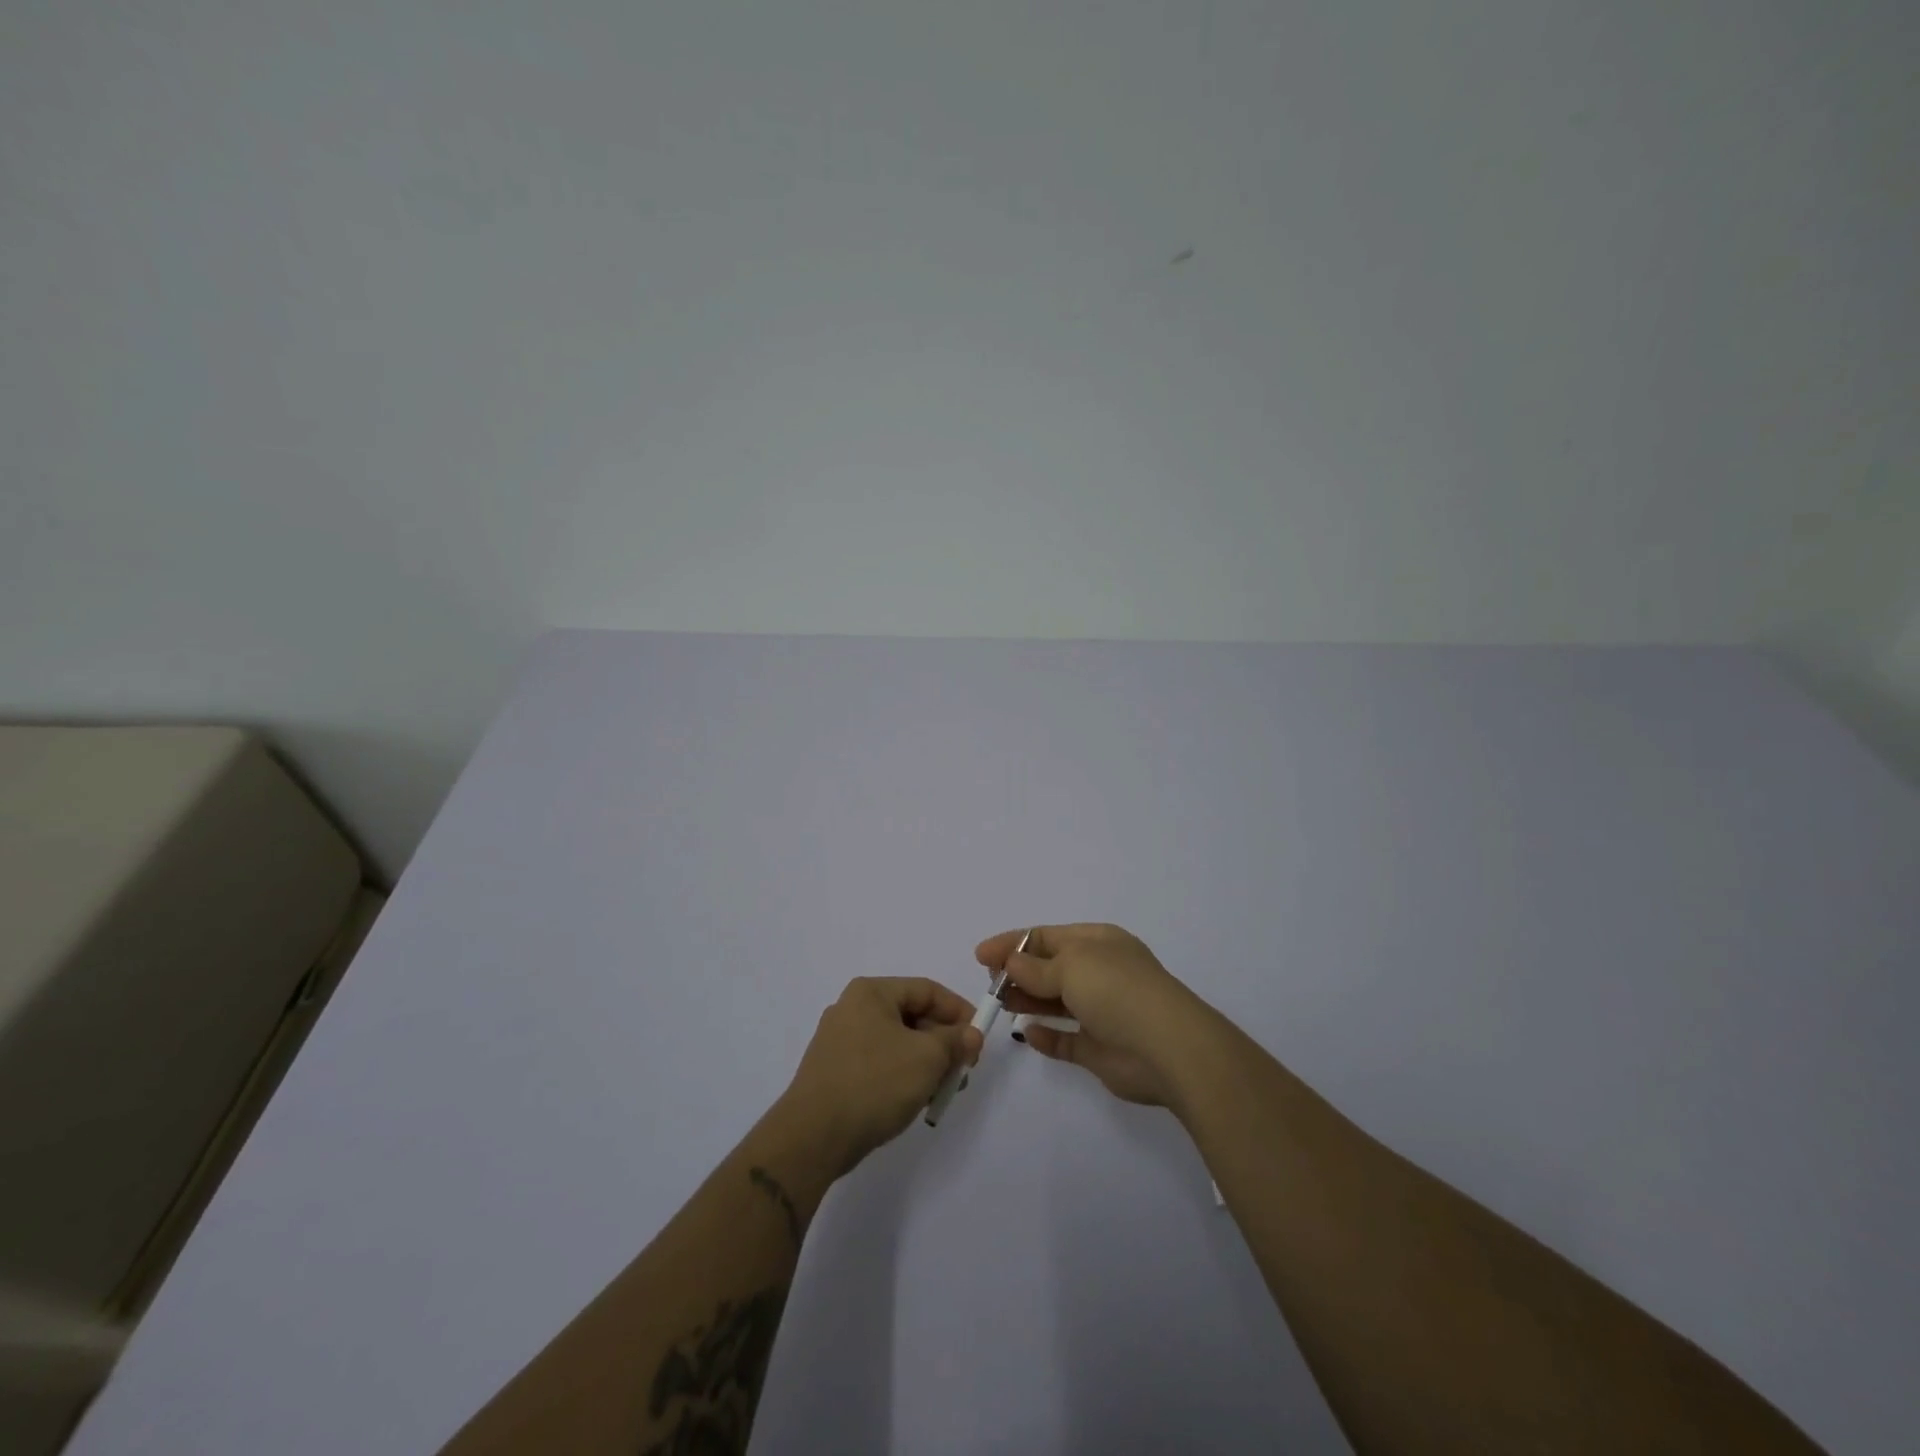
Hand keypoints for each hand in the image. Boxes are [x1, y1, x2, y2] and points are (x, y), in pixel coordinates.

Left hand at [780, 977, 982, 1174]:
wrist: (813, 1137)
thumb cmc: (875, 1083)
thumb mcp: (927, 1058)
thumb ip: (955, 1041)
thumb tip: (970, 1036)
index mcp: (871, 992)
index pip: (927, 990)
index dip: (958, 1011)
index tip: (979, 1038)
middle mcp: (852, 1008)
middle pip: (912, 1016)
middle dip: (943, 1042)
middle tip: (964, 1069)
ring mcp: (839, 1041)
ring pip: (897, 1043)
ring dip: (925, 1062)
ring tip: (942, 1090)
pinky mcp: (833, 1072)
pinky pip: (879, 1063)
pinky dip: (902, 1076)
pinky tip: (915, 1101)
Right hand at [975, 923, 1215, 1107]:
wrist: (1167, 1048)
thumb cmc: (1116, 991)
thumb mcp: (1071, 966)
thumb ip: (1036, 968)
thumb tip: (1012, 962)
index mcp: (1098, 942)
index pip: (1047, 936)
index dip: (1013, 943)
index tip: (981, 956)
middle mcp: (1100, 973)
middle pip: (1050, 968)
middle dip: (1018, 973)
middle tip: (989, 984)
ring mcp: (1102, 1011)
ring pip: (1056, 1003)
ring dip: (1027, 1001)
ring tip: (999, 1005)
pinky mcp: (1100, 1049)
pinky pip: (1066, 1040)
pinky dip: (1046, 1037)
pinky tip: (1027, 1034)